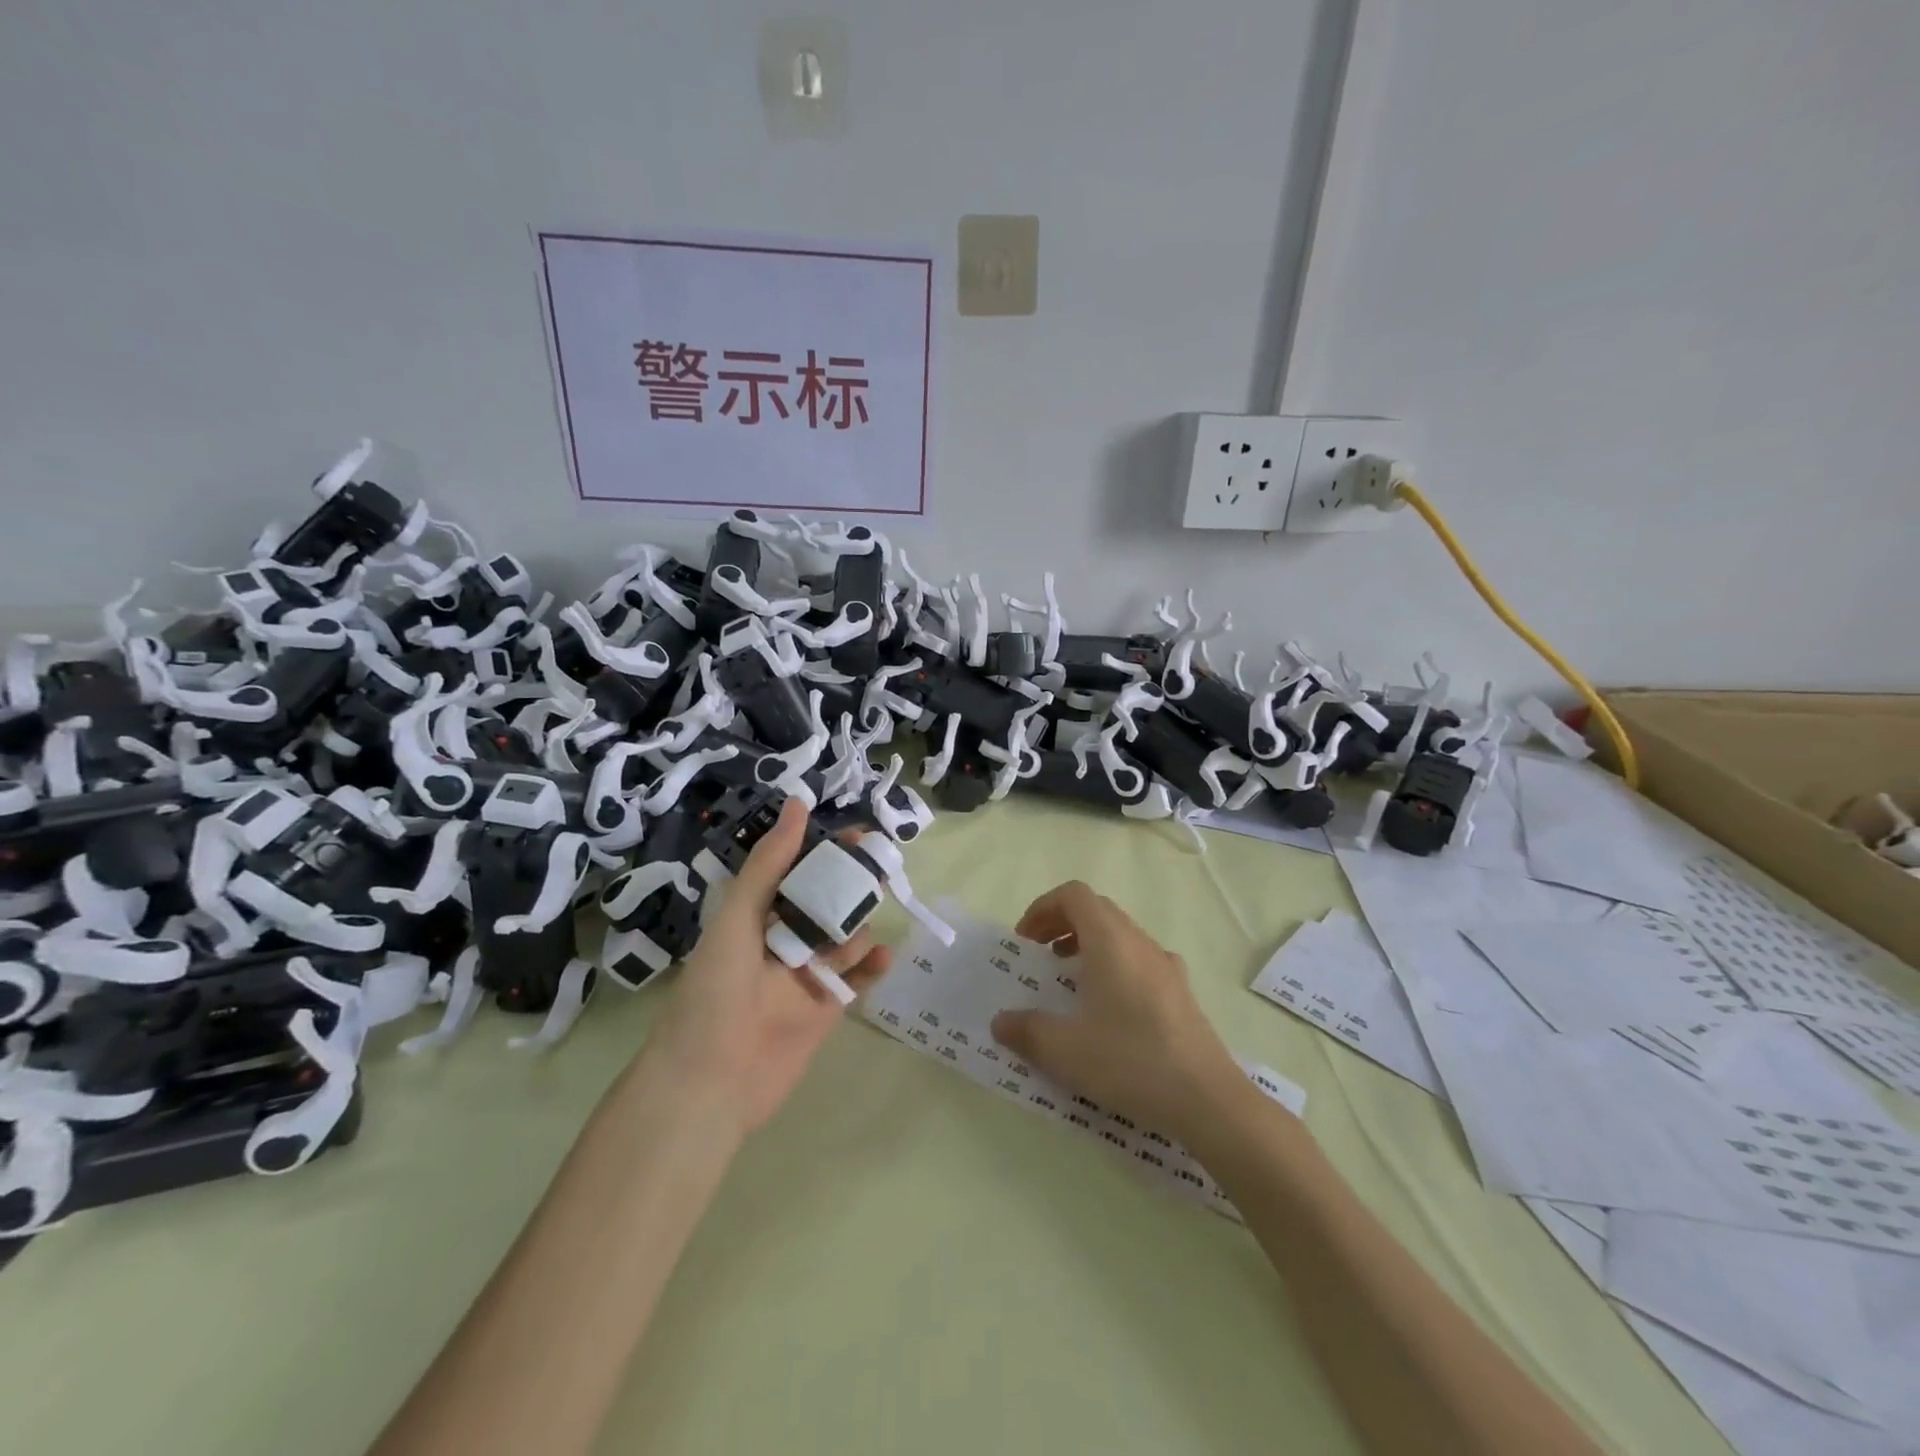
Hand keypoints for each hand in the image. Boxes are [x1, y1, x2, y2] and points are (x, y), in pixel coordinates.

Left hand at [646, 799, 891, 1133]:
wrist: (709, 1081)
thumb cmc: (715, 990)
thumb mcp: (737, 917)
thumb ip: (770, 864)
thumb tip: (797, 803)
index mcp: (754, 917)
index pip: (797, 872)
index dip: (825, 851)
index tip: (858, 835)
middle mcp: (781, 941)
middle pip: (826, 903)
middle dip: (851, 884)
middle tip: (879, 866)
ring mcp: (805, 976)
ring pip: (844, 938)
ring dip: (859, 925)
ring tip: (872, 916)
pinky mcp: (825, 1009)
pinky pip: (856, 979)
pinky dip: (872, 965)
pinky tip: (884, 954)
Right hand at [991, 881, 1238, 1139]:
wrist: (1208, 1100)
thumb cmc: (1131, 1062)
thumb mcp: (1065, 1051)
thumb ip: (1026, 1030)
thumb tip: (1001, 1022)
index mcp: (1110, 941)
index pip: (1074, 895)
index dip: (1042, 908)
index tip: (1025, 942)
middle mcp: (1140, 942)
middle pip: (1096, 910)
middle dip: (1061, 926)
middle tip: (1040, 959)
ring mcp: (1166, 965)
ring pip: (1120, 935)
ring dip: (1087, 946)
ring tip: (1070, 985)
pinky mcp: (1181, 992)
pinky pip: (1139, 960)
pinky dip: (1113, 967)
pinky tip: (1109, 1012)